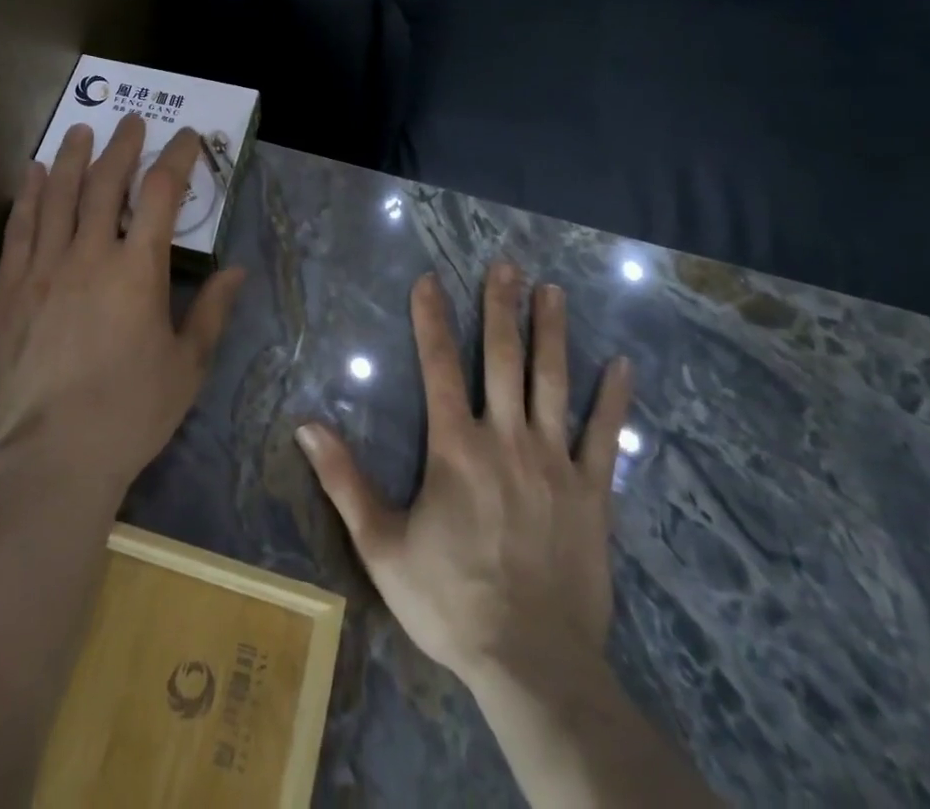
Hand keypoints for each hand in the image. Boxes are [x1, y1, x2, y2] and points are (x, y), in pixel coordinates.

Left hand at [0, 115, 245, 496]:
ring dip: (74, 157)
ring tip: (82, 131)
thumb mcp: (188, 364)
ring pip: (58, 195)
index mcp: (138, 269)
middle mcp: (89, 255)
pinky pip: (19, 229)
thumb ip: (212, 311)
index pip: (161, 193)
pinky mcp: (10, 289)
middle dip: (123, 146)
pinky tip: (34, 172)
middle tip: (132, 121)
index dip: (178, 158)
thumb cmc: (132, 410)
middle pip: (106, 182)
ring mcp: (44, 269)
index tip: (188, 137)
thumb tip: (236, 271)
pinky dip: (28, 195)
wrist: (56, 455)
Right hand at [295, 262, 632, 693]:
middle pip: (504, 359)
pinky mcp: (593, 494)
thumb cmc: (451, 602)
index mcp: (456, 447)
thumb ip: (345, 481)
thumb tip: (307, 425)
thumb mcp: (382, 546)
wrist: (533, 665)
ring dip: (553, 333)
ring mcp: (556, 464)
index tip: (430, 279)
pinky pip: (605, 437)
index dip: (432, 319)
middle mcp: (507, 440)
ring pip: (554, 383)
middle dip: (502, 307)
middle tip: (507, 264)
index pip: (440, 366)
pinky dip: (613, 400)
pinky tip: (623, 364)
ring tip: (554, 290)